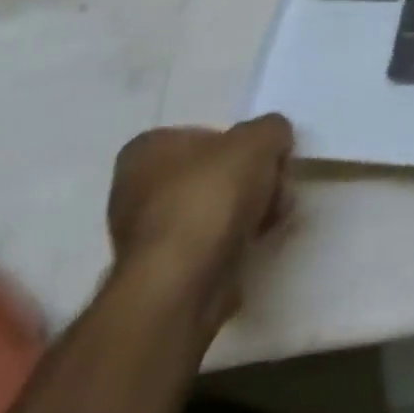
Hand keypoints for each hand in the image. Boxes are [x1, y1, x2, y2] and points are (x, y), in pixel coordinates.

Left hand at [106, 115, 293, 317]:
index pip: (204, 134)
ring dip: (246, 212)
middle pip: (211, 174)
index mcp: (147, 149)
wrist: (183, 284)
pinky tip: (255, 245)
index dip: (241, 144)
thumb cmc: (212, 195)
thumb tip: (274, 138)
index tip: (267, 158)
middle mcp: (136, 190)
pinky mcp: (161, 274)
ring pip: (211, 211)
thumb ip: (272, 129)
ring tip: (274, 218)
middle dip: (249, 181)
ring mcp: (146, 236)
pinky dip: (233, 243)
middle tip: (277, 188)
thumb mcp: (259, 139)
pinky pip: (207, 246)